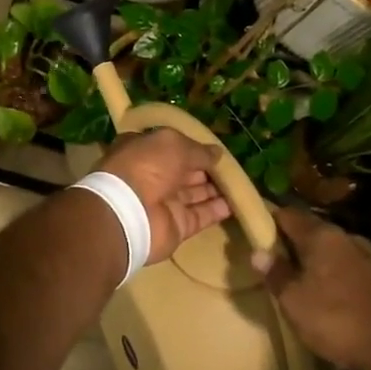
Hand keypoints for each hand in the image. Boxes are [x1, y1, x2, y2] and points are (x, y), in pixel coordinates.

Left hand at [97, 129, 230, 263]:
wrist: (129, 212)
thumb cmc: (146, 165)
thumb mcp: (174, 144)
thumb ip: (198, 150)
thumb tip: (217, 153)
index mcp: (143, 150)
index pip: (170, 146)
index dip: (191, 146)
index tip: (213, 147)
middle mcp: (152, 175)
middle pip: (184, 171)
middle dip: (206, 169)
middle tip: (234, 166)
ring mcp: (164, 202)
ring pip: (195, 193)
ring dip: (216, 189)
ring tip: (241, 182)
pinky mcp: (176, 225)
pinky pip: (201, 215)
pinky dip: (218, 210)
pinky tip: (237, 203)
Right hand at [263, 208, 370, 369]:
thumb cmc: (339, 321)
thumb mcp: (294, 302)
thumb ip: (276, 274)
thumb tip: (258, 253)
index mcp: (321, 235)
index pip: (287, 214)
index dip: (267, 220)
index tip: (252, 232)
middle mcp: (346, 237)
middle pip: (310, 230)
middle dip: (289, 242)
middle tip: (270, 259)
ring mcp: (368, 256)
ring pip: (330, 249)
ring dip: (312, 260)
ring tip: (296, 278)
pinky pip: (346, 266)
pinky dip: (331, 274)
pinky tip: (325, 294)